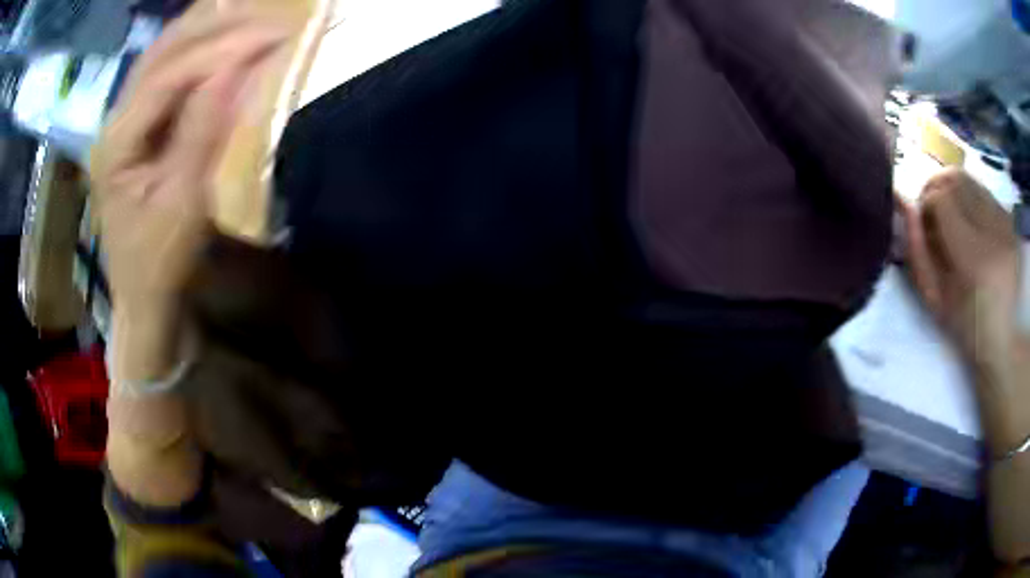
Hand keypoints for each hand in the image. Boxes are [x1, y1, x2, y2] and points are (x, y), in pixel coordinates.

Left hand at [92, 14, 286, 378]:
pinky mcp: (137, 128)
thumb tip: (235, 69)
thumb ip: (202, 130)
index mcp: (117, 143)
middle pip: (163, 53)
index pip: (169, 75)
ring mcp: (123, 122)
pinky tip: (219, 36)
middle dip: (216, 28)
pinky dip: (196, 50)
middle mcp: (114, 121)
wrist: (144, 297)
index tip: (272, 34)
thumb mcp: (182, 203)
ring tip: (247, 12)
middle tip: (267, 16)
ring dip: (205, 30)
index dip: (221, 49)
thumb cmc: (160, 263)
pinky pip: (166, 73)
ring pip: (163, 55)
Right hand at [900, 168, 1022, 368]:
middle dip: (937, 188)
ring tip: (952, 213)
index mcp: (973, 260)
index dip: (926, 203)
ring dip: (954, 189)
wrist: (1003, 338)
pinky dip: (971, 197)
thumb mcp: (934, 298)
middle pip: (956, 179)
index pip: (941, 199)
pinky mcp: (1010, 221)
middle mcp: (992, 233)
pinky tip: (972, 219)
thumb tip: (902, 202)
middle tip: (933, 208)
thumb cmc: (965, 326)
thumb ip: (916, 249)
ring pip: (970, 179)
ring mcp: (1004, 224)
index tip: (922, 219)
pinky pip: (984, 190)